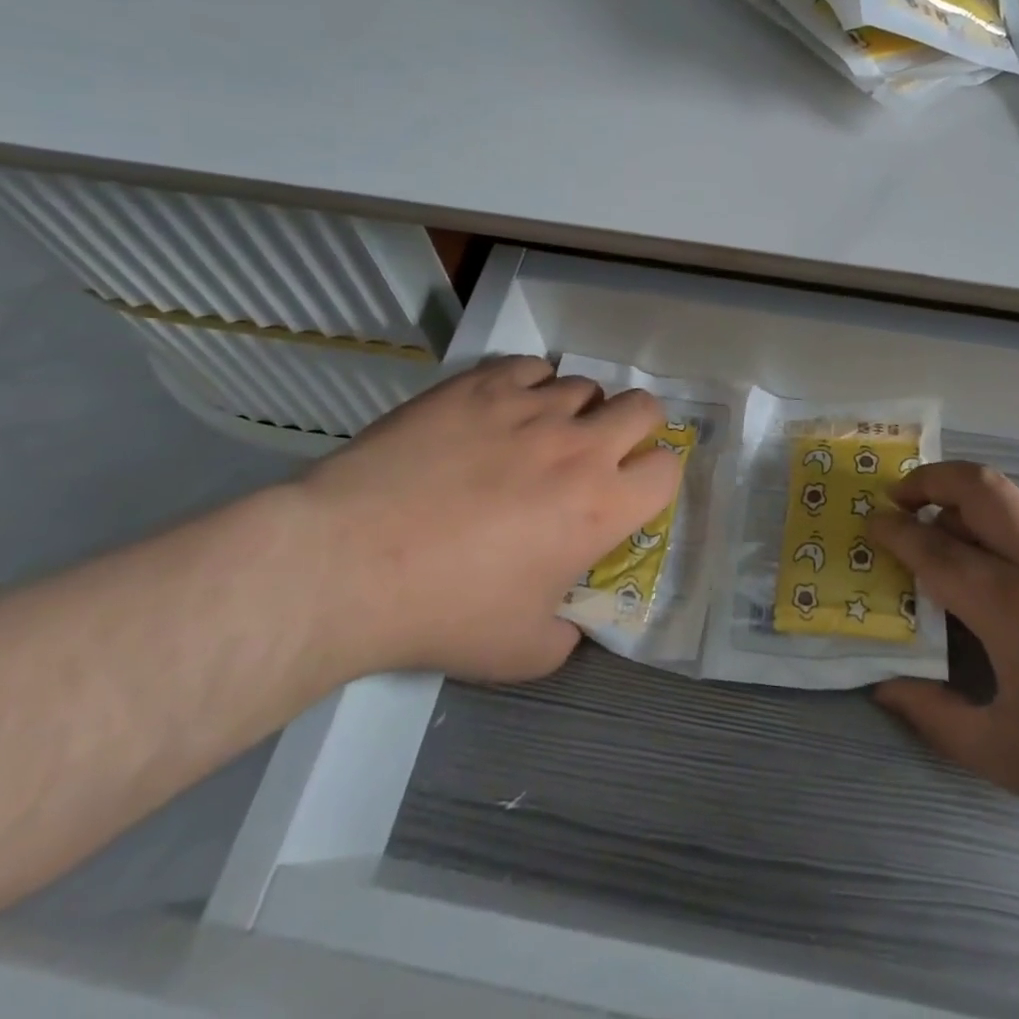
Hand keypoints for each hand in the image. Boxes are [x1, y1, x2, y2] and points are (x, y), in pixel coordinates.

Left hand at [291, 357, 682, 683]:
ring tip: (540, 433)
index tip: (632, 490)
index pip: (668, 469)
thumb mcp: (521, 651)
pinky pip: (530, 366)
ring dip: (576, 409)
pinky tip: (503, 410)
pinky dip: (530, 384)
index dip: (658, 478)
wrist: (349, 561)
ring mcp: (530, 408)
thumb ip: (567, 634)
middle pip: (644, 407)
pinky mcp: (481, 385)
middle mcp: (579, 446)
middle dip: (636, 426)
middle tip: (603, 450)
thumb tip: (572, 618)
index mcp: (601, 506)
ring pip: (584, 384)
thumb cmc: (443, 611)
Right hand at [868, 463, 1018, 837]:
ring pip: (1008, 494)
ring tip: (939, 520)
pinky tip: (994, 552)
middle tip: (899, 498)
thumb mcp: (1012, 757)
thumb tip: (887, 687)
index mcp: (1014, 610)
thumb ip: (938, 719)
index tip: (870, 525)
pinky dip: (997, 514)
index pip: (936, 549)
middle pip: (976, 487)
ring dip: (962, 493)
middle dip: (927, 480)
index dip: (896, 532)